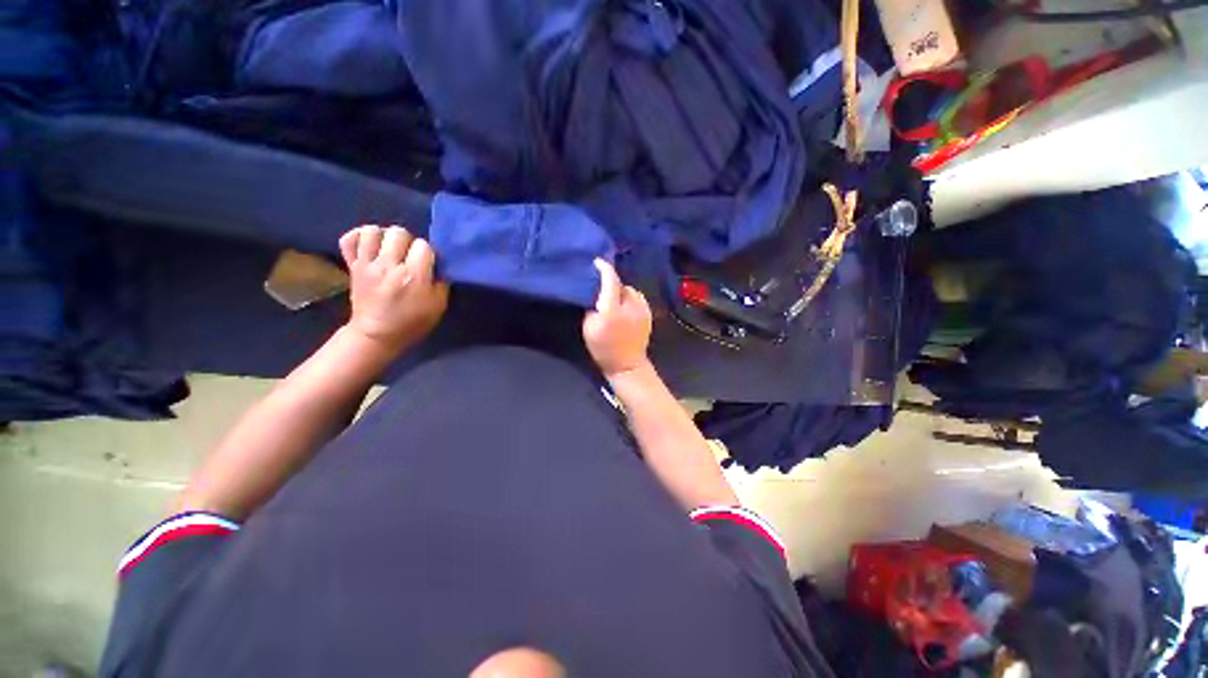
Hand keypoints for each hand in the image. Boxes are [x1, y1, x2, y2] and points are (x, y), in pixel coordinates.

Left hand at [339, 225, 448, 356]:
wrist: (376, 335)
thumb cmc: (412, 322)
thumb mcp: (438, 306)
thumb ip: (441, 282)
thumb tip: (439, 265)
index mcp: (413, 276)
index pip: (424, 245)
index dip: (428, 253)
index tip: (428, 264)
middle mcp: (389, 265)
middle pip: (399, 233)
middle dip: (408, 241)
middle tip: (409, 256)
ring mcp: (367, 264)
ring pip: (372, 231)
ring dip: (384, 237)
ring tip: (389, 248)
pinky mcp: (352, 266)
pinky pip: (349, 240)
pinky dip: (358, 237)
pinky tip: (369, 245)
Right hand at [583, 259, 651, 376]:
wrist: (627, 364)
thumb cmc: (604, 348)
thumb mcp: (588, 328)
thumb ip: (591, 307)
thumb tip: (595, 293)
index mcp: (612, 309)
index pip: (610, 280)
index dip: (604, 268)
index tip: (597, 262)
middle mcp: (630, 305)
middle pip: (621, 284)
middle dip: (611, 284)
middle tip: (602, 290)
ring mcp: (642, 309)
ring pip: (630, 291)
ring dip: (622, 292)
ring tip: (615, 301)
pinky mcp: (648, 313)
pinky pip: (638, 299)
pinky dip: (630, 299)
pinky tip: (625, 308)